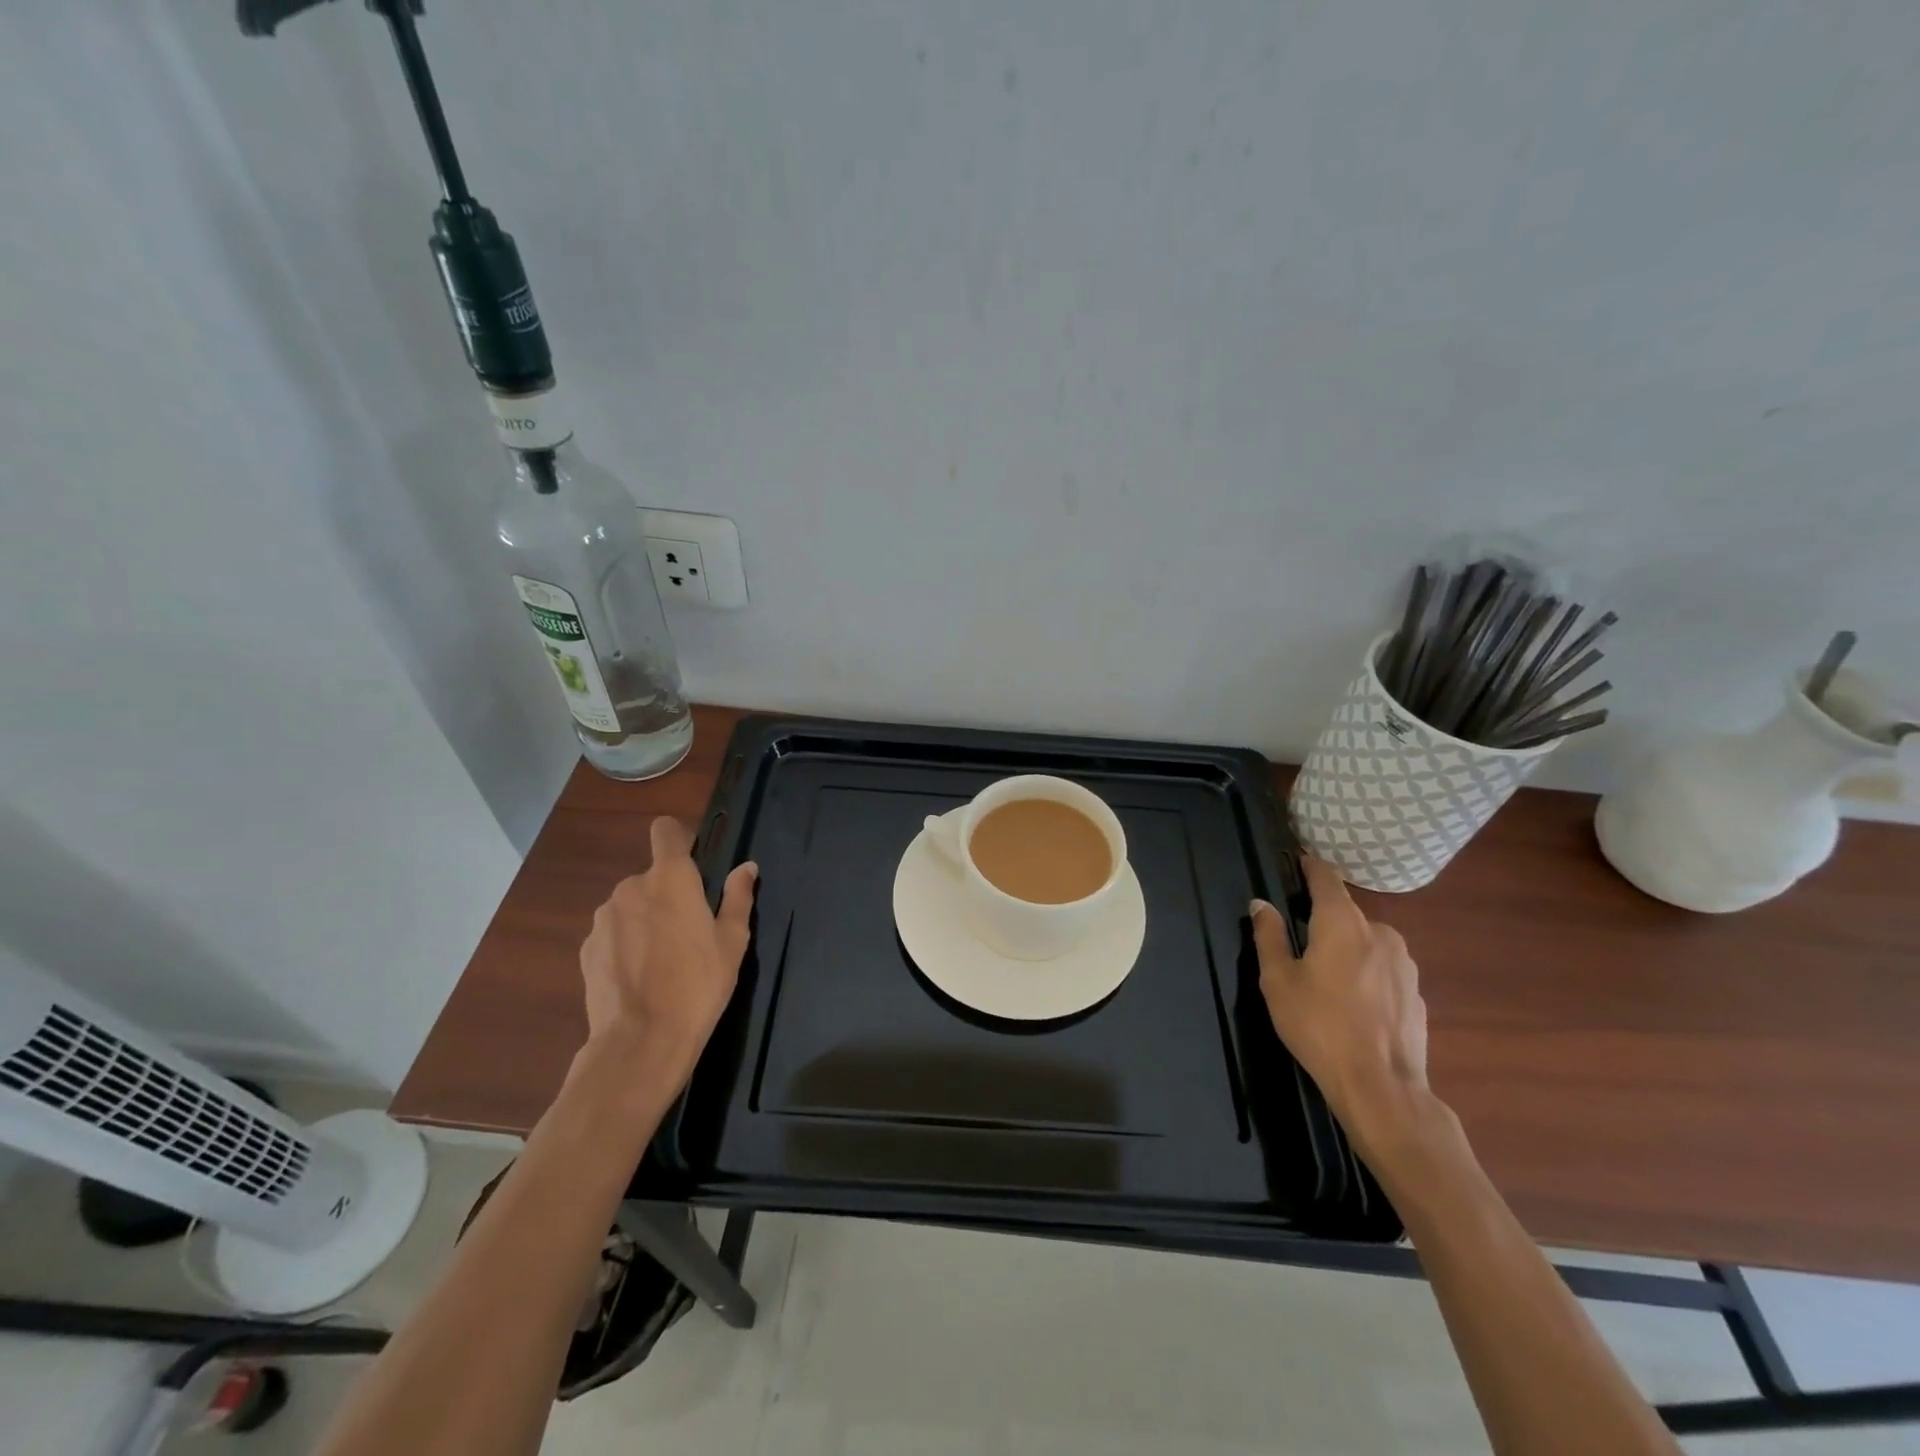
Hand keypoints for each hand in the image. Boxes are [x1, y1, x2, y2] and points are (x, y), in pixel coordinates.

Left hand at [578, 817, 757, 1090]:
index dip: (679, 839)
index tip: (694, 864)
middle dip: (668, 894)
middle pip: (652, 876)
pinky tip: (640, 978)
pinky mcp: (586, 948)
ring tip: (663, 961)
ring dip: (645, 920)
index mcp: (670, 878)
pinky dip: (626, 945)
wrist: (641, 1041)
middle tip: (689, 932)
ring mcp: (603, 919)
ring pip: (631, 906)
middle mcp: (631, 887)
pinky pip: (613, 933)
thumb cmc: (698, 984)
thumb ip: (738, 897)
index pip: (666, 831)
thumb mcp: (732, 941)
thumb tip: (746, 867)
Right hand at [1251, 857, 1434, 1159]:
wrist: (1382, 1087)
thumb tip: (1261, 904)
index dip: (1310, 867)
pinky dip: (1366, 975)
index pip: (1326, 878)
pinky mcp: (1417, 993)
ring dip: (1347, 949)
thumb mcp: (1278, 980)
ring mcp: (1404, 964)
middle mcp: (1380, 932)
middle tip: (1300, 942)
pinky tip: (1353, 1005)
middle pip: (1347, 913)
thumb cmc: (1319, 1026)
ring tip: (1326, 979)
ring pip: (1367, 942)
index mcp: (1342, 923)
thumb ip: (1268, 936)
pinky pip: (1384, 970)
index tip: (1298, 862)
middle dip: (1324, 920)